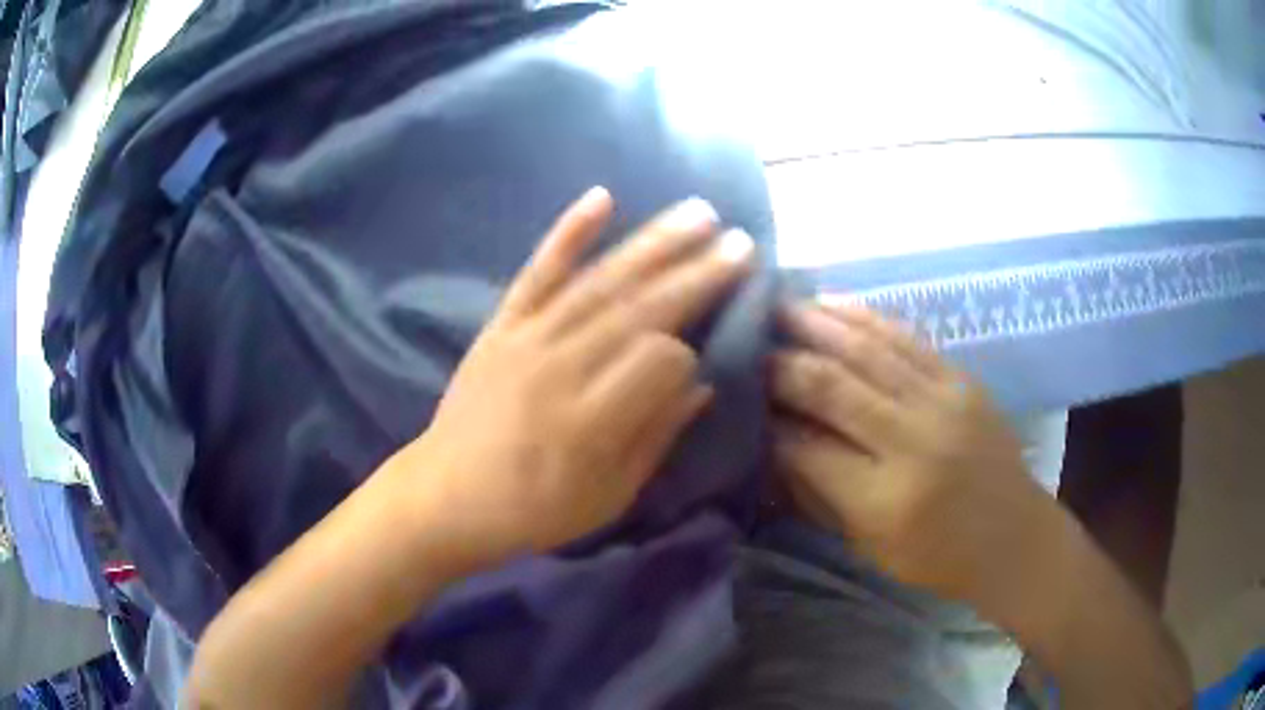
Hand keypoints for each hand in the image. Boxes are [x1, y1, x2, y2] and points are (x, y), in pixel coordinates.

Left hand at [395, 188, 753, 562]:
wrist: (445, 496)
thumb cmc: (532, 510)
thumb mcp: (606, 498)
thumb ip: (655, 439)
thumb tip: (700, 385)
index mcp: (592, 420)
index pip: (660, 361)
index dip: (689, 354)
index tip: (704, 354)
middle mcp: (563, 367)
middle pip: (641, 310)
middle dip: (697, 274)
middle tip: (741, 242)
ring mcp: (529, 337)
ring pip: (601, 281)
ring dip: (653, 243)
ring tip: (698, 212)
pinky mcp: (503, 324)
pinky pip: (537, 271)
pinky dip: (569, 232)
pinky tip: (601, 198)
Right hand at [770, 302, 1050, 603]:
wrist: (1012, 536)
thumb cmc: (937, 556)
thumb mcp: (869, 543)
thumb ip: (820, 492)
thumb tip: (774, 442)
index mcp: (885, 499)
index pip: (808, 447)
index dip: (769, 421)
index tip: (743, 400)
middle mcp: (913, 441)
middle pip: (833, 387)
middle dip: (782, 363)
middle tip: (748, 343)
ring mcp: (943, 402)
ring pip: (867, 350)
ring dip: (817, 324)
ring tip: (779, 307)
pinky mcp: (961, 379)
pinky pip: (905, 338)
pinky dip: (864, 317)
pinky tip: (832, 304)